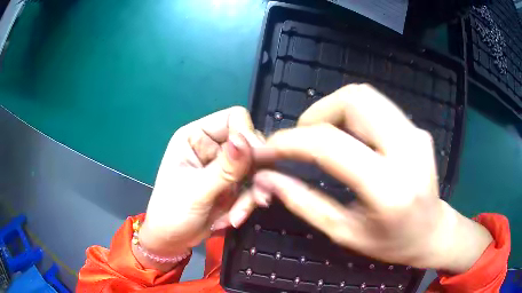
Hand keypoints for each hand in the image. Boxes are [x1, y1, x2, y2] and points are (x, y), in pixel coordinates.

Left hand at [136, 107, 264, 270]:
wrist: (172, 240)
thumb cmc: (172, 212)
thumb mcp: (197, 191)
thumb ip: (224, 169)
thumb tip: (245, 141)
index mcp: (196, 137)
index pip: (233, 118)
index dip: (246, 135)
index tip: (253, 160)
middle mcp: (212, 147)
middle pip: (249, 144)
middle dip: (253, 171)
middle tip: (257, 193)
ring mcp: (224, 167)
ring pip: (255, 168)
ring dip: (252, 193)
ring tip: (238, 214)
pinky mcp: (232, 185)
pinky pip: (252, 186)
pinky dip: (248, 203)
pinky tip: (235, 218)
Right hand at [253, 84, 491, 273]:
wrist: (432, 232)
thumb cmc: (391, 243)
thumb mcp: (344, 233)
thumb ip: (303, 203)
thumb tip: (266, 179)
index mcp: (389, 188)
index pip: (329, 145)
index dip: (289, 142)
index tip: (267, 150)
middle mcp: (407, 149)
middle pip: (352, 100)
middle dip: (315, 113)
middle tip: (301, 140)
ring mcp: (416, 133)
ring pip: (365, 95)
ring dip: (332, 109)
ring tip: (321, 137)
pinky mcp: (417, 128)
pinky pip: (376, 106)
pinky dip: (351, 114)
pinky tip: (348, 138)